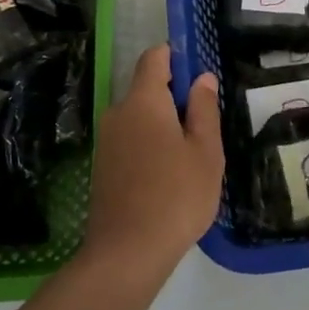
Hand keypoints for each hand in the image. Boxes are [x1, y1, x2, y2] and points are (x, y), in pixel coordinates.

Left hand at [83, 46, 223, 275]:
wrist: (127, 253)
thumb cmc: (176, 196)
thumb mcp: (206, 151)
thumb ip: (204, 109)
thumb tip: (202, 78)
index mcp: (143, 101)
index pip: (154, 58)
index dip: (176, 57)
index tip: (199, 75)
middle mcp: (118, 112)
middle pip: (147, 89)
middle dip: (175, 98)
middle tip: (205, 127)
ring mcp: (106, 140)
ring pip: (139, 117)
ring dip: (163, 125)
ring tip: (191, 157)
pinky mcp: (103, 166)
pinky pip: (130, 140)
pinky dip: (149, 146)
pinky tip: (168, 176)